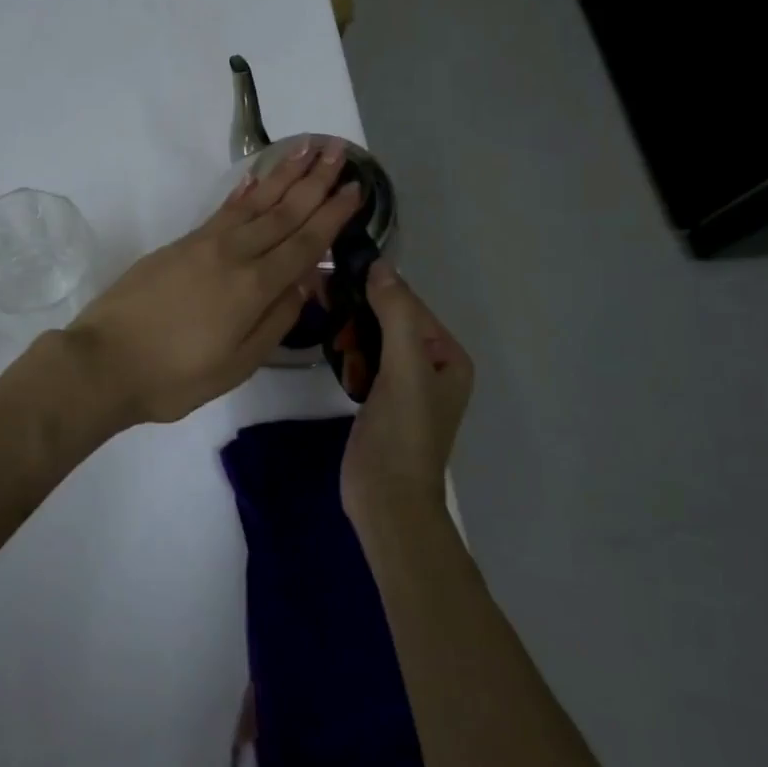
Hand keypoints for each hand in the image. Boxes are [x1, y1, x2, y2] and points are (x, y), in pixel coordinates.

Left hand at [67, 139, 363, 425]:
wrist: (103, 362)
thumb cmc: (174, 377)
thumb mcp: (236, 365)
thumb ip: (275, 321)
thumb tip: (305, 283)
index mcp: (253, 288)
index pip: (303, 244)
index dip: (332, 216)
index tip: (356, 189)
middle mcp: (233, 255)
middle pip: (283, 212)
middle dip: (315, 181)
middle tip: (340, 150)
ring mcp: (203, 244)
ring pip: (254, 202)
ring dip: (284, 175)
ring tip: (308, 149)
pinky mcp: (180, 244)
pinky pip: (222, 210)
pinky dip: (244, 191)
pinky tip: (257, 177)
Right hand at [340, 262, 473, 519]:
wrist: (386, 501)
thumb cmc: (402, 433)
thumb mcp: (404, 368)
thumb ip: (395, 314)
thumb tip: (381, 265)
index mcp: (448, 356)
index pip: (409, 305)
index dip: (375, 288)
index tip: (334, 273)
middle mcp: (431, 365)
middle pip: (390, 320)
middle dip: (358, 309)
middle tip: (319, 292)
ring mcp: (404, 384)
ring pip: (373, 338)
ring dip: (349, 328)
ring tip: (322, 318)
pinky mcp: (379, 399)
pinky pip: (363, 360)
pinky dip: (347, 351)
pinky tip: (331, 348)